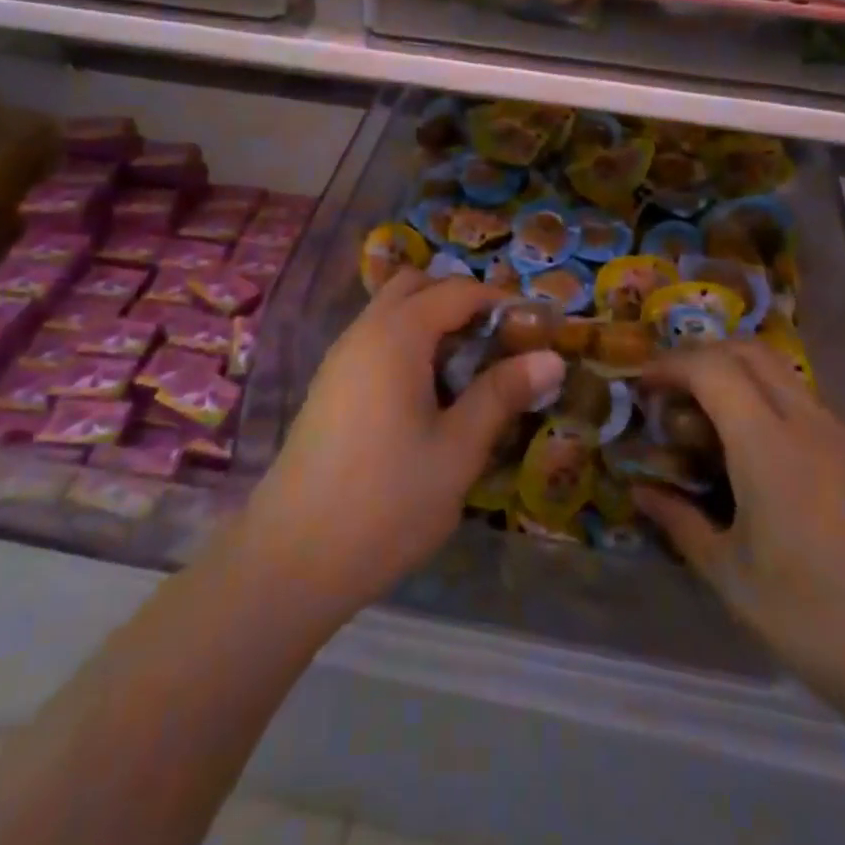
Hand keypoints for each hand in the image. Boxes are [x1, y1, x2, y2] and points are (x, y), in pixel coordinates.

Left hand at [234, 270, 563, 624]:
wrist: (292, 558)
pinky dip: (408, 346)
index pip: (457, 291)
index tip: (535, 331)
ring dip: (432, 323)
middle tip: (496, 343)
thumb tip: (552, 358)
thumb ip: (502, 394)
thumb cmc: (387, 500)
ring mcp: (340, 359)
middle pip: (415, 286)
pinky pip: (375, 341)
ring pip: (391, 313)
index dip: (500, 302)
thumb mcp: (458, 449)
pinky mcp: (329, 387)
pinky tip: (428, 397)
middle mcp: (364, 332)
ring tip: (468, 373)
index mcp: (397, 336)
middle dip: (460, 301)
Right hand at [634, 342, 844, 733]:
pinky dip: (789, 425)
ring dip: (748, 391)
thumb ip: (680, 523)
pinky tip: (791, 485)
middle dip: (706, 357)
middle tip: (680, 396)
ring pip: (790, 384)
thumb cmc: (822, 625)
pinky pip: (826, 421)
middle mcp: (815, 424)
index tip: (646, 385)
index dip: (671, 365)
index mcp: (770, 447)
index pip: (711, 368)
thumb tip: (642, 492)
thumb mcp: (734, 580)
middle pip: (752, 352)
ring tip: (730, 444)